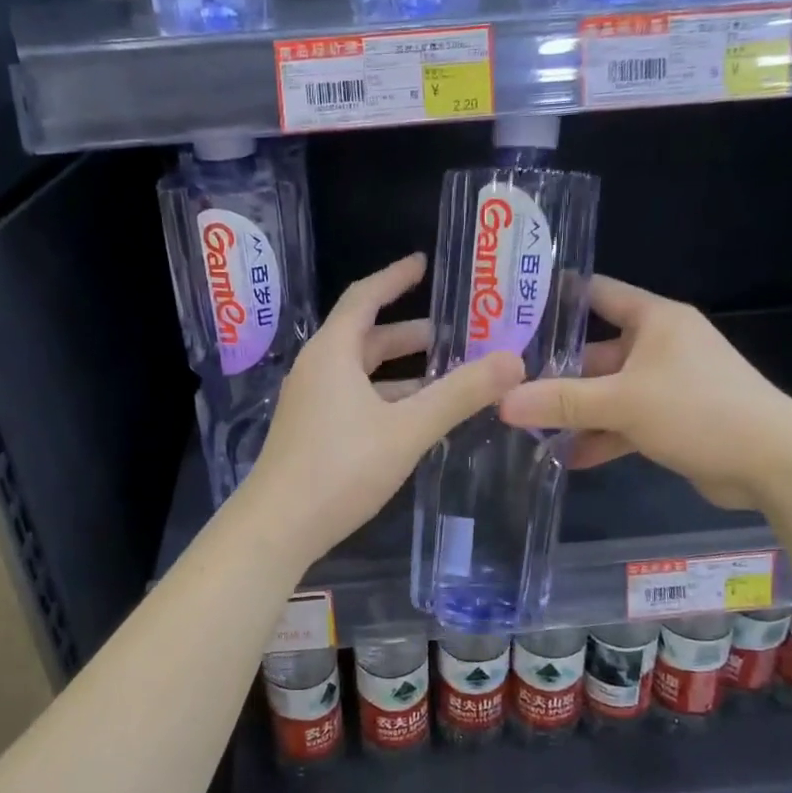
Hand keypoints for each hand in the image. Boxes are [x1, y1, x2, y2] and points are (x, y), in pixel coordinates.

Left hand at [241, 254, 525, 563]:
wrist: (277, 527)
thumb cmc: (340, 468)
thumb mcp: (407, 429)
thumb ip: (459, 394)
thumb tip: (513, 360)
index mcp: (332, 353)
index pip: (364, 297)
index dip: (395, 278)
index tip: (424, 264)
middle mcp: (316, 370)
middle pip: (365, 337)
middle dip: (408, 334)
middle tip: (454, 334)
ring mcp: (310, 404)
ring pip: (360, 375)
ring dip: (400, 373)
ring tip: (446, 378)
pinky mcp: (310, 435)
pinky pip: (353, 401)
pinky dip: (385, 399)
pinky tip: (413, 420)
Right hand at [497, 276, 791, 511]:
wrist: (774, 463)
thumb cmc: (698, 410)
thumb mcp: (622, 402)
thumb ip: (560, 402)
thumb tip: (501, 402)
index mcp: (655, 321)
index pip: (597, 294)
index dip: (556, 299)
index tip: (512, 310)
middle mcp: (660, 346)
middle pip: (595, 353)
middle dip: (554, 373)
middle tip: (506, 387)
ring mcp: (667, 385)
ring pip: (607, 393)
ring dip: (574, 412)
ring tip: (527, 429)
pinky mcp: (673, 420)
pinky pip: (625, 422)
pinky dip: (600, 438)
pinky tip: (566, 458)